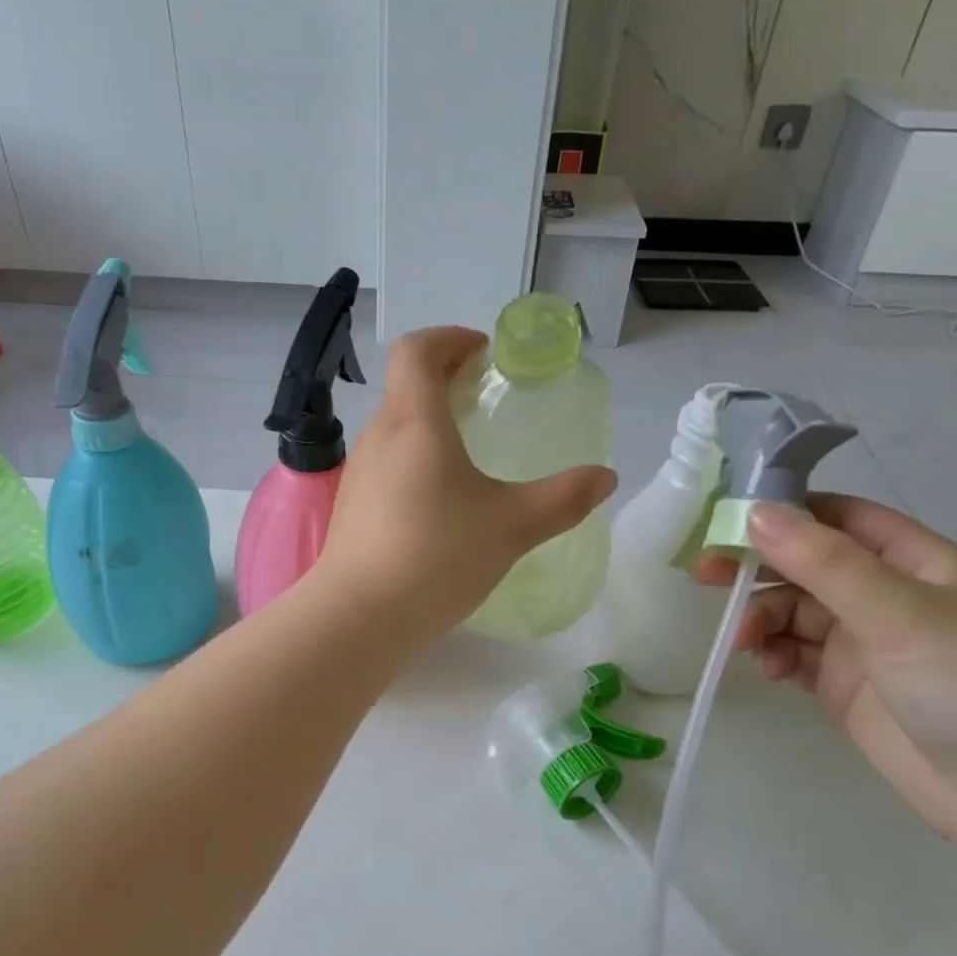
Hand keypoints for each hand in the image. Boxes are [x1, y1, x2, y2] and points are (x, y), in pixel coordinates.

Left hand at [314, 328, 615, 641]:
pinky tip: (440, 502)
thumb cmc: (438, 556)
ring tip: (469, 453)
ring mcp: (358, 474)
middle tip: (486, 401)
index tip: (484, 354)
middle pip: (406, 387)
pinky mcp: (351, 508)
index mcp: (412, 421)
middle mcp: (378, 437)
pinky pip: (386, 465)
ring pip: (394, 428)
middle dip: (446, 381)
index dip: (449, 338)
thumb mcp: (512, 525)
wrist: (360, 617)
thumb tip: (605, 477)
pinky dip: (414, 460)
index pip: (417, 350)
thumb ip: (563, 498)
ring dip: (429, 423)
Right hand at [700, 496, 956, 852]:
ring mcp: (867, 642)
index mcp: (916, 562)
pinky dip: (774, 653)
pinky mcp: (848, 685)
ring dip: (762, 617)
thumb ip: (824, 562)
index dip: (785, 512)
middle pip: (806, 564)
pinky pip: (795, 653)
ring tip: (746, 641)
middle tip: (706, 576)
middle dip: (757, 567)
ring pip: (793, 610)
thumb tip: (754, 513)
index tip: (726, 520)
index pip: (839, 517)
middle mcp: (888, 595)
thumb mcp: (900, 612)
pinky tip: (771, 668)